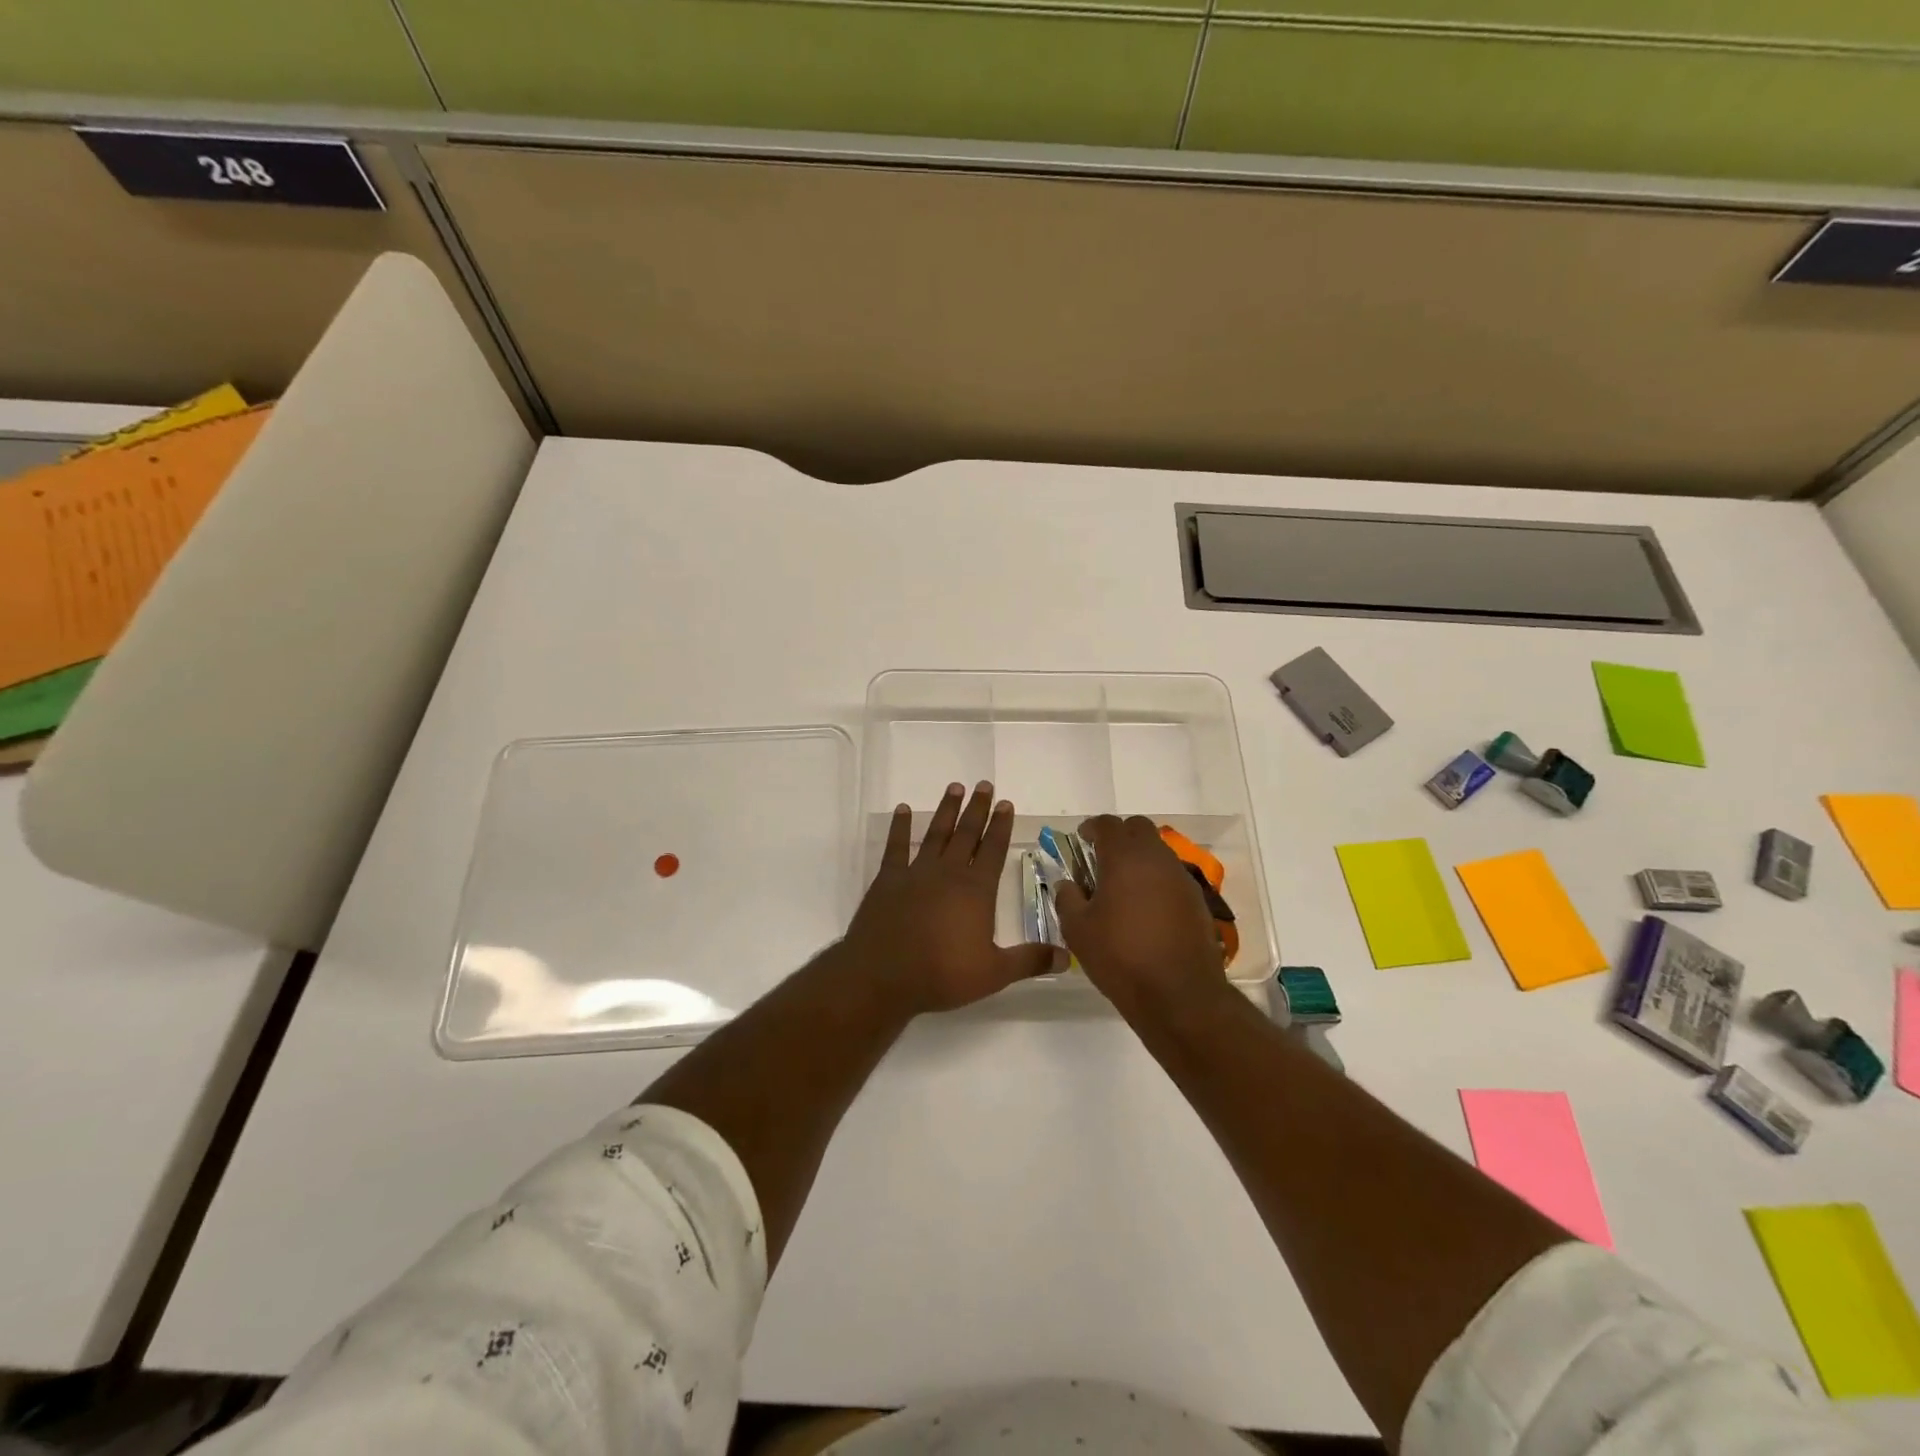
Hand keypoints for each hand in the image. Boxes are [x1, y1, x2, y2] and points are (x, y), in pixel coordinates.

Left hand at [841, 781, 1055, 1014]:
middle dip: (977, 808)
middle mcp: (948, 873)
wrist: (883, 976)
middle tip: (984, 785)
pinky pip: (896, 847)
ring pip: (936, 834)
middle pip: (966, 834)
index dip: (1001, 826)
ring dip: (946, 810)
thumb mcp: (994, 973)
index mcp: (976, 890)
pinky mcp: (888, 880)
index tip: (1006, 804)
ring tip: (955, 787)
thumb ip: (1029, 960)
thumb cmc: (942, 974)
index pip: (993, 850)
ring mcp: (916, 873)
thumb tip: (1067, 957)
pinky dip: (900, 827)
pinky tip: (903, 810)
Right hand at [1052, 815, 1228, 1018]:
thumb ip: (1067, 899)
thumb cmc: (1121, 957)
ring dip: (1139, 859)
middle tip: (1101, 859)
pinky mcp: (1197, 900)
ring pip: (1158, 851)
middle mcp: (1157, 858)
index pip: (1108, 824)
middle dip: (1119, 836)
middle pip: (1138, 828)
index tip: (1081, 840)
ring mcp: (1181, 878)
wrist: (1180, 995)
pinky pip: (1172, 876)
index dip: (1091, 828)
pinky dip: (1156, 881)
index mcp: (1124, 857)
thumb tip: (1067, 884)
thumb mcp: (1078, 930)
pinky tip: (1145, 910)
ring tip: (1122, 888)